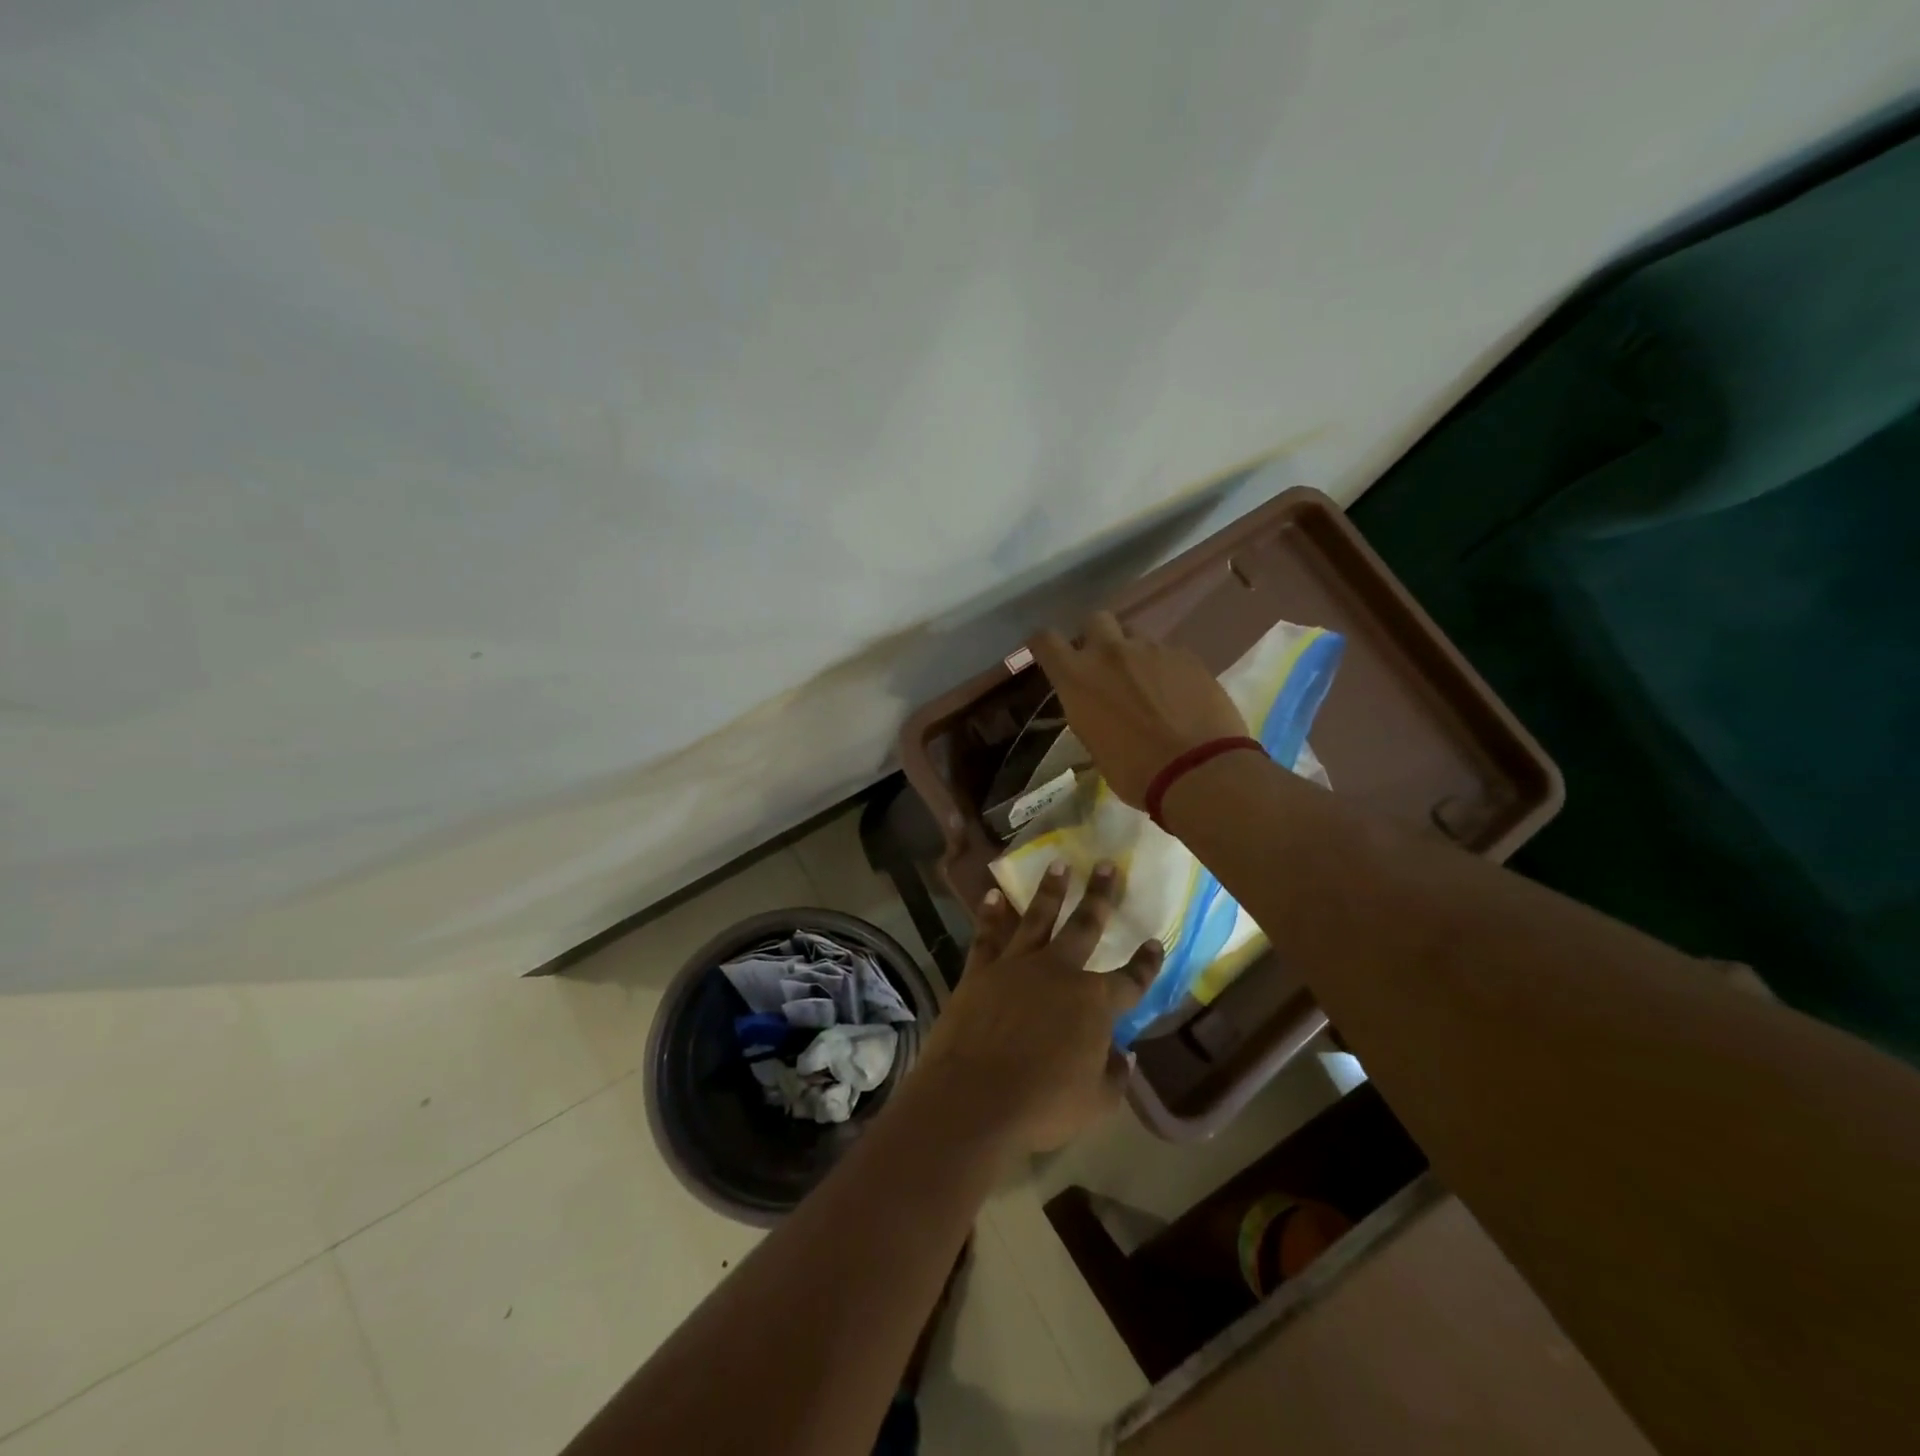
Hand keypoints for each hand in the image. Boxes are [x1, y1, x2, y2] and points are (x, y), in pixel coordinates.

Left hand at [913, 861, 1161, 1153]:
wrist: (973, 1097)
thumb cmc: (1042, 1105)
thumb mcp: (1095, 1104)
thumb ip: (1114, 1075)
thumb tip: (1125, 1054)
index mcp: (1094, 1004)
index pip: (1130, 979)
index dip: (1146, 963)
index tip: (1155, 941)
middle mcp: (1059, 972)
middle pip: (1085, 926)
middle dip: (1100, 896)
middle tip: (1108, 865)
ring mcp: (1017, 966)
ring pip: (1038, 918)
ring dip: (1050, 891)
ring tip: (1058, 864)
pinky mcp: (980, 971)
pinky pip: (987, 935)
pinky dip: (990, 914)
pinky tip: (992, 894)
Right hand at [1031, 612, 1247, 807]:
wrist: (1198, 771)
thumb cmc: (1135, 772)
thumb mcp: (1094, 744)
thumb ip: (1088, 710)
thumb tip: (1095, 704)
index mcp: (1078, 678)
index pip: (1046, 640)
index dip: (1045, 644)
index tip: (1050, 654)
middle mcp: (1111, 653)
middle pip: (1095, 619)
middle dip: (1096, 636)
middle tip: (1105, 664)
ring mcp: (1152, 649)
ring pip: (1136, 636)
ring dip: (1135, 654)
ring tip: (1149, 685)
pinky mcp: (1187, 655)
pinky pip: (1169, 653)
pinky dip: (1167, 669)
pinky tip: (1179, 696)